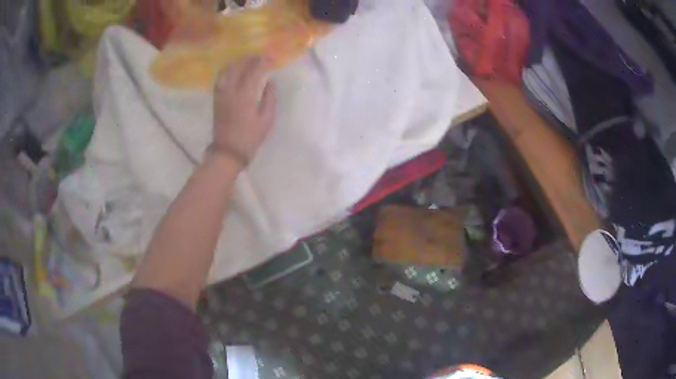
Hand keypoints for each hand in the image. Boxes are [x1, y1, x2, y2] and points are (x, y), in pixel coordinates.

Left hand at [211, 57, 277, 168]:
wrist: (227, 151)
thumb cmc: (250, 137)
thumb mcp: (267, 120)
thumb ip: (270, 98)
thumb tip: (269, 82)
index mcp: (245, 96)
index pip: (254, 70)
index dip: (263, 61)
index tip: (271, 58)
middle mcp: (231, 90)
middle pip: (238, 66)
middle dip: (250, 58)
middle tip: (260, 57)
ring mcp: (221, 94)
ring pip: (227, 70)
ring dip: (237, 62)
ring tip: (247, 61)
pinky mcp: (216, 98)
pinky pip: (220, 78)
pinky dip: (228, 70)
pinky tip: (234, 71)